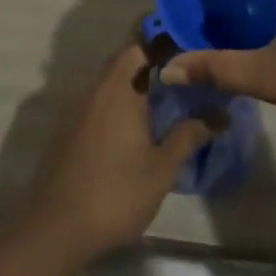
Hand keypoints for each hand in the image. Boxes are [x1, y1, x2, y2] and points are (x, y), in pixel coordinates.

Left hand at [13, 45, 211, 267]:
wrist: (55, 229)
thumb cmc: (115, 193)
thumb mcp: (161, 168)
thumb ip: (189, 136)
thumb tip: (220, 115)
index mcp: (120, 88)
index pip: (140, 47)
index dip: (162, 47)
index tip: (187, 57)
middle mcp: (96, 90)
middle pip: (124, 63)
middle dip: (150, 68)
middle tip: (180, 83)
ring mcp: (78, 110)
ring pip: (109, 84)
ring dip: (132, 88)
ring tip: (161, 106)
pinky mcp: (68, 131)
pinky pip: (97, 104)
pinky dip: (116, 107)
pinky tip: (132, 132)